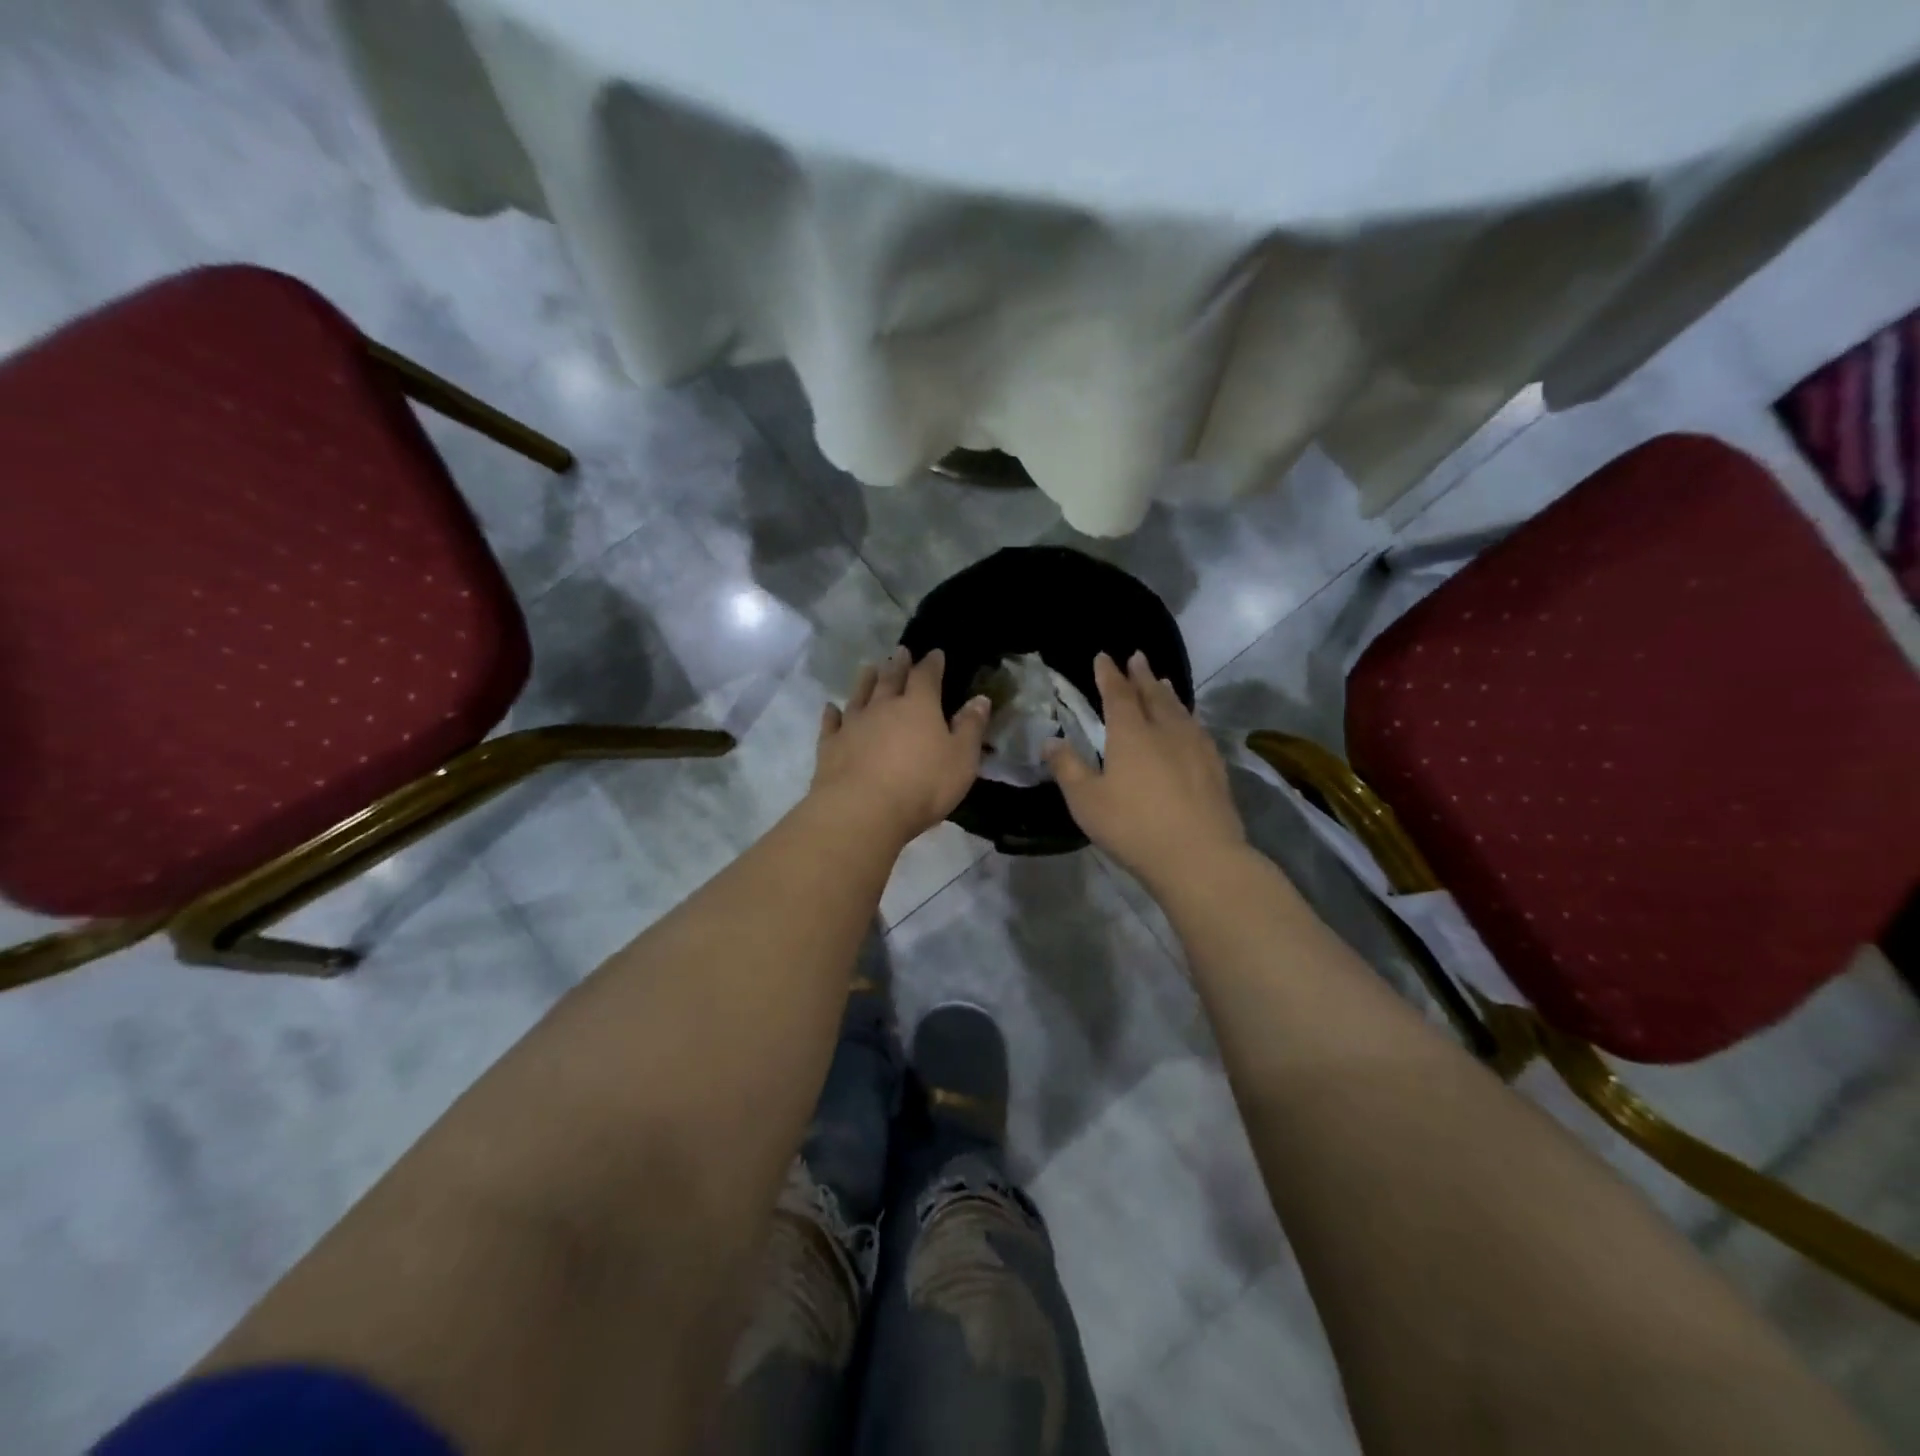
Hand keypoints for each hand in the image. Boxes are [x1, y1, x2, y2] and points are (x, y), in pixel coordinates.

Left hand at [813, 647, 990, 846]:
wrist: (862, 811)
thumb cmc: (922, 785)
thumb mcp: (961, 760)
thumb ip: (971, 728)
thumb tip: (980, 699)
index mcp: (919, 706)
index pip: (926, 677)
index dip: (932, 664)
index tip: (935, 654)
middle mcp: (883, 707)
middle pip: (890, 679)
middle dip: (898, 665)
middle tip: (900, 652)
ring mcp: (853, 724)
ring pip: (860, 695)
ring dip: (866, 680)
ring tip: (868, 668)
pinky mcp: (830, 746)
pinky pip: (831, 723)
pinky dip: (832, 713)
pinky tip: (831, 708)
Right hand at [1045, 652, 1245, 890]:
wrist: (1199, 855)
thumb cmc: (1133, 826)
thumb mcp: (1086, 801)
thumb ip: (1067, 768)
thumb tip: (1050, 740)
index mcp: (1131, 734)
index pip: (1117, 694)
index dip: (1108, 674)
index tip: (1103, 656)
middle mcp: (1165, 730)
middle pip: (1152, 694)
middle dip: (1141, 675)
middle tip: (1137, 657)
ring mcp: (1195, 747)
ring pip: (1179, 709)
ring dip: (1167, 692)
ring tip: (1163, 681)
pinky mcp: (1215, 767)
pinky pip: (1198, 728)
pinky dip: (1188, 716)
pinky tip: (1190, 723)